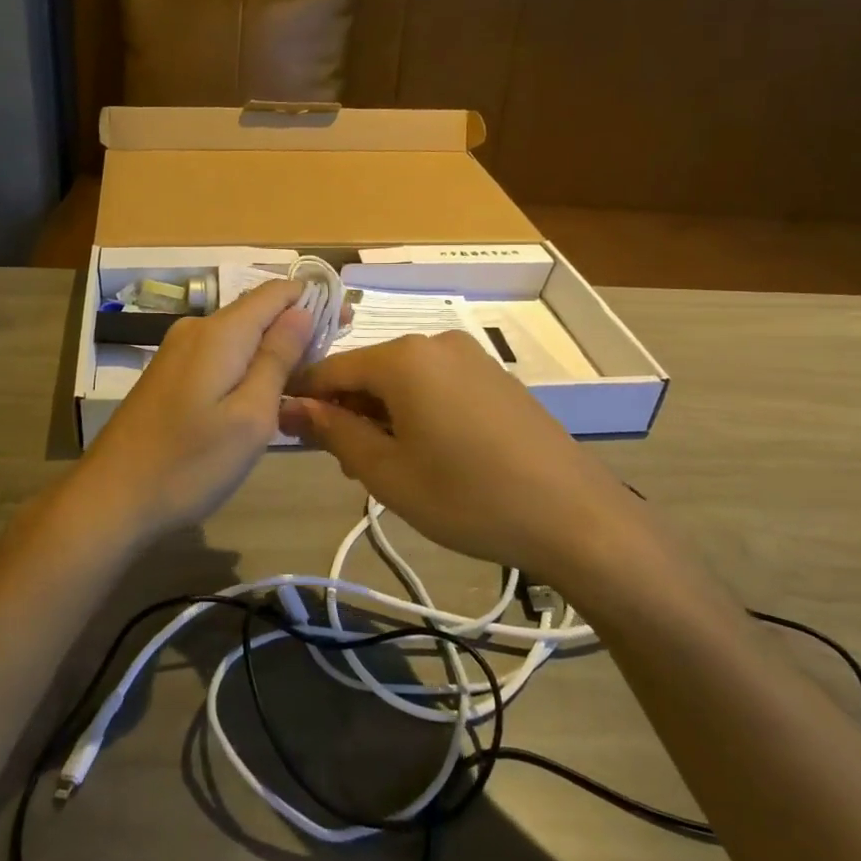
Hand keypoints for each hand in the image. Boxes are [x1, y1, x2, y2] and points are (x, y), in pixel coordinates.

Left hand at [72, 281, 312, 541]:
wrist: (112, 497)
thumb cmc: (190, 463)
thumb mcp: (250, 416)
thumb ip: (277, 359)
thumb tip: (300, 310)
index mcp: (220, 332)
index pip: (276, 292)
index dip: (314, 299)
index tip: (346, 322)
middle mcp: (196, 329)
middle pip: (257, 311)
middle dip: (297, 326)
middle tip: (331, 360)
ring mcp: (177, 352)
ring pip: (238, 336)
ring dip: (272, 349)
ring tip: (303, 382)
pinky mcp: (168, 375)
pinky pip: (219, 355)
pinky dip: (247, 365)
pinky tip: (261, 394)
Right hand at [279, 331, 641, 581]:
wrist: (575, 516)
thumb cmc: (468, 496)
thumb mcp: (387, 472)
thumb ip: (333, 432)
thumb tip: (291, 406)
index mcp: (402, 358)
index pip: (331, 369)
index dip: (303, 399)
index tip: (285, 430)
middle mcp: (434, 343)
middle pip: (368, 372)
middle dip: (347, 413)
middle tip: (347, 466)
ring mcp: (470, 358)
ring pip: (402, 381)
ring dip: (381, 416)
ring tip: (388, 468)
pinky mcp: (495, 378)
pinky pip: (436, 386)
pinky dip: (416, 412)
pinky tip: (429, 454)